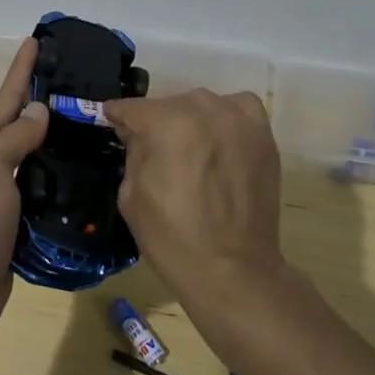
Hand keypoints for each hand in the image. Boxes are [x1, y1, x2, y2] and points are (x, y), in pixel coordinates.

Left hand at [0, 39, 48, 340]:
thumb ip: (15, 138)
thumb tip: (38, 110)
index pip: (6, 100)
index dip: (21, 71)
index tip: (35, 41)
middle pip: (16, 125)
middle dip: (38, 102)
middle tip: (72, 84)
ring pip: (29, 158)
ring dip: (50, 140)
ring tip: (82, 125)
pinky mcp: (12, 224)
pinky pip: (37, 190)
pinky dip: (54, 177)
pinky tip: (77, 175)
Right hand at [105, 90, 285, 307]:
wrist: (232, 271)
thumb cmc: (173, 238)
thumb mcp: (132, 195)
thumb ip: (133, 151)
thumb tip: (135, 131)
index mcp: (167, 124)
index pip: (134, 108)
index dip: (118, 115)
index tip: (111, 120)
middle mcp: (204, 111)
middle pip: (170, 103)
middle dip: (156, 121)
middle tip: (152, 147)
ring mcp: (239, 121)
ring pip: (204, 103)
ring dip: (191, 118)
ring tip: (189, 145)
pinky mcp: (263, 136)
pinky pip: (240, 108)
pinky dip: (227, 116)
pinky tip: (221, 138)